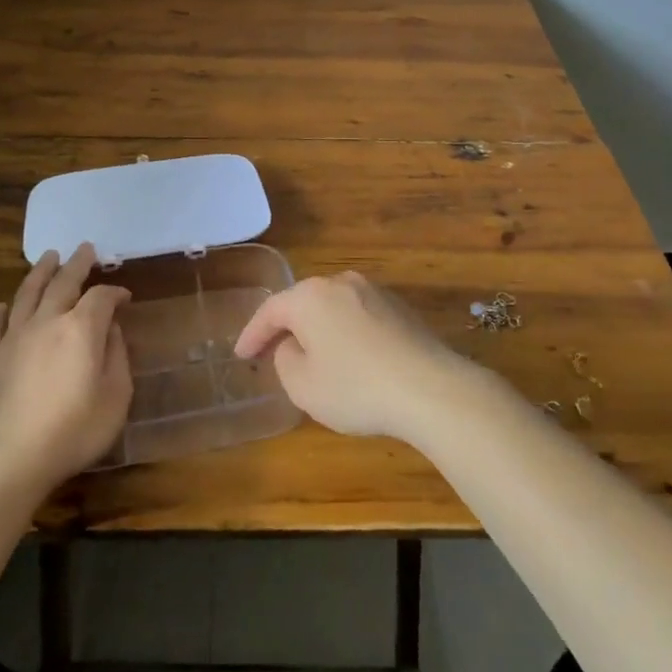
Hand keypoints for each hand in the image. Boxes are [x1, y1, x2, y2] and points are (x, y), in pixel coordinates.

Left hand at [0, 243, 131, 491]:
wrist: (10, 459)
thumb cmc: (74, 430)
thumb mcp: (116, 397)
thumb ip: (117, 356)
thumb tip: (111, 330)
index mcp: (81, 328)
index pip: (101, 297)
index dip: (115, 292)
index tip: (125, 297)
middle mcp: (47, 322)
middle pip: (63, 283)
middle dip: (77, 264)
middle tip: (85, 248)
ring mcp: (13, 338)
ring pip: (27, 293)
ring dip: (40, 272)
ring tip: (49, 257)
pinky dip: (1, 311)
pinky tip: (3, 306)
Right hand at [233, 272, 473, 441]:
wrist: (430, 388)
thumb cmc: (356, 388)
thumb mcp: (303, 385)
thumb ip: (285, 360)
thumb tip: (293, 346)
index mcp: (310, 296)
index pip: (270, 310)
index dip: (251, 334)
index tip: (241, 354)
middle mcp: (341, 283)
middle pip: (303, 303)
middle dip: (286, 327)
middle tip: (270, 351)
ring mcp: (374, 292)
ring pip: (333, 308)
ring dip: (318, 329)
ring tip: (310, 355)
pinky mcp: (400, 308)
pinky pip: (359, 317)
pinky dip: (345, 333)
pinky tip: (349, 358)